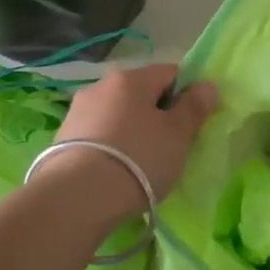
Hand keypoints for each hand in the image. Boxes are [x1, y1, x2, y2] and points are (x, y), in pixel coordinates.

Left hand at [39, 64, 217, 226]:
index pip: (170, 72)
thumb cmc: (139, 158)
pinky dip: (111, 146)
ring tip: (141, 164)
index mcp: (131, 78)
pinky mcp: (62, 138)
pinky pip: (98, 134)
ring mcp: (78, 111)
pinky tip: (116, 171)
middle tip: (170, 146)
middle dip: (157, 114)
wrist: (77, 197)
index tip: (192, 123)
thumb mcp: (177, 134)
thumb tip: (207, 84)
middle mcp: (101, 85)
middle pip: (141, 93)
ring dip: (132, 130)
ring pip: (118, 114)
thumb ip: (194, 107)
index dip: (187, 93)